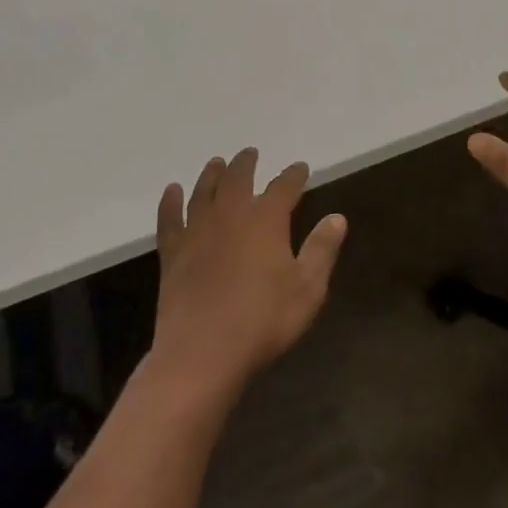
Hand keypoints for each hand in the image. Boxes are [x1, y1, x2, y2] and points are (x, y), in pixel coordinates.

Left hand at [151, 149, 347, 402]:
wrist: (202, 354)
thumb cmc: (263, 321)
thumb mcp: (307, 289)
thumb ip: (322, 250)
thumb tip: (337, 217)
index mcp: (266, 220)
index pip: (284, 187)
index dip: (294, 175)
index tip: (300, 168)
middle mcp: (231, 215)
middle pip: (238, 179)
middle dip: (246, 164)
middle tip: (250, 153)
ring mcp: (197, 233)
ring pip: (203, 192)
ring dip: (211, 174)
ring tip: (217, 163)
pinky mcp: (173, 254)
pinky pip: (169, 220)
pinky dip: (170, 203)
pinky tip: (171, 191)